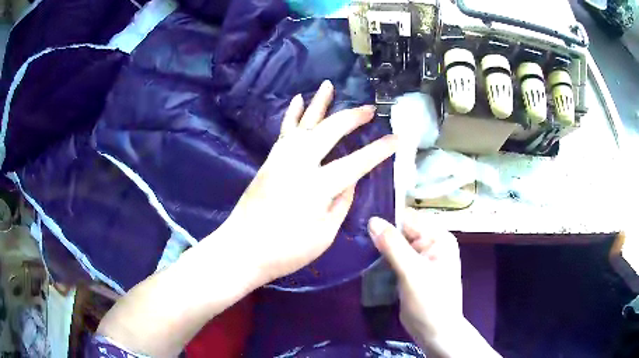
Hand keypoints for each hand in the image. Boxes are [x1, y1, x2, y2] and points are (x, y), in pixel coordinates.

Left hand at [217, 80, 396, 284]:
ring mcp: (281, 158)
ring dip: (319, 104)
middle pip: (329, 131)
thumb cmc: (286, 250)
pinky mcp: (269, 160)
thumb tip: (350, 180)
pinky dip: (293, 114)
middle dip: (352, 117)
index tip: (397, 138)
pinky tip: (297, 100)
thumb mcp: (324, 234)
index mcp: (318, 186)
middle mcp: (299, 163)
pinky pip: (285, 131)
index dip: (379, 150)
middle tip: (369, 109)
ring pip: (304, 123)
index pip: (357, 162)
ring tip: (328, 85)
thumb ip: (341, 202)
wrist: (242, 248)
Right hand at [368, 208, 462, 351]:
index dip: (386, 219)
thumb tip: (373, 220)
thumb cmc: (429, 302)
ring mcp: (422, 258)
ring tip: (357, 247)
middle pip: (402, 231)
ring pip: (396, 245)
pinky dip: (383, 259)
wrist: (435, 332)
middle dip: (381, 234)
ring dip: (380, 247)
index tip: (361, 222)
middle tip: (355, 237)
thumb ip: (393, 245)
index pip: (409, 219)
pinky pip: (395, 258)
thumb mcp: (412, 272)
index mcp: (438, 238)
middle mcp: (432, 244)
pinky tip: (367, 260)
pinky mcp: (412, 271)